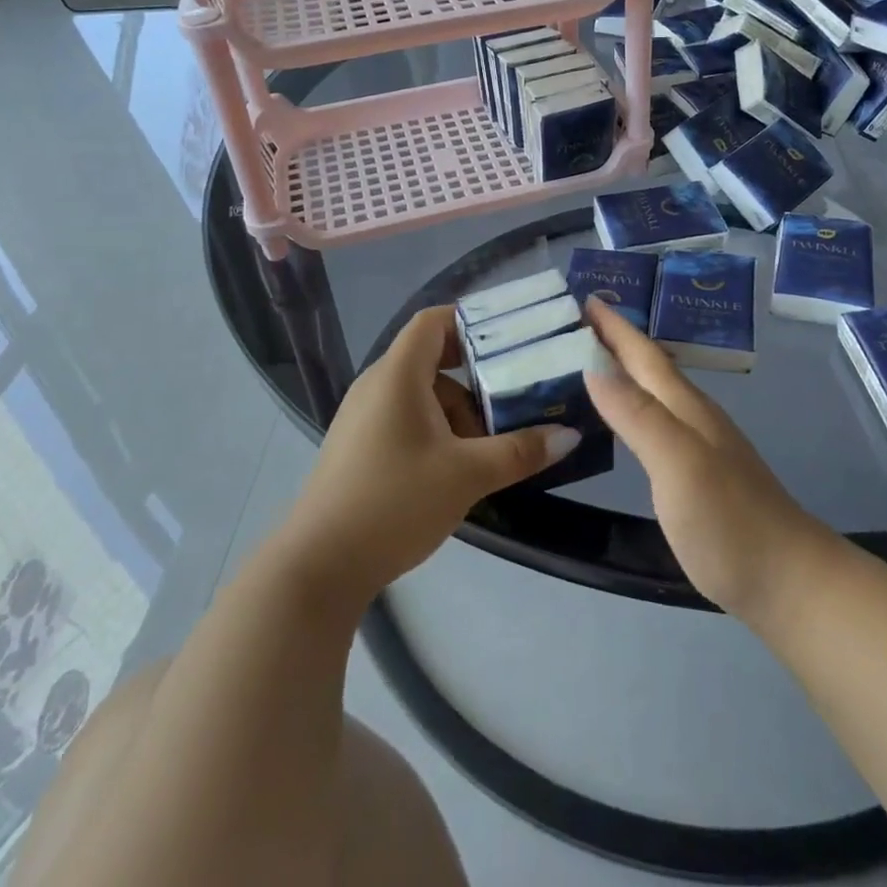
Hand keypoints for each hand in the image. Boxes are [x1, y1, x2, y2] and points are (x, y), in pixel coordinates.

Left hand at [282, 306, 582, 605]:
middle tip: (514, 394)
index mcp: (398, 374)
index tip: (509, 338)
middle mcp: (377, 385)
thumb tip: (569, 436)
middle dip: (475, 376)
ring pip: (421, 394)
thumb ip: (519, 451)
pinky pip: (405, 418)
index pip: (433, 321)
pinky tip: (457, 467)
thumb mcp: (467, 475)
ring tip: (490, 446)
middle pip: (432, 359)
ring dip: (458, 411)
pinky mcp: (358, 446)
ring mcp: (363, 417)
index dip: (470, 320)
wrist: (318, 566)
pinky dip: (436, 430)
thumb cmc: (394, 502)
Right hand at [583, 298, 827, 621]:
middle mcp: (692, 416)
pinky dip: (632, 405)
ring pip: (653, 391)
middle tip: (575, 322)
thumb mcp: (678, 463)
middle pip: (649, 367)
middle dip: (614, 340)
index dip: (614, 327)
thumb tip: (593, 366)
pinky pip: (655, 420)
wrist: (788, 581)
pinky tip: (622, 418)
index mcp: (685, 407)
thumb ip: (638, 415)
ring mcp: (699, 444)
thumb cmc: (729, 520)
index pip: (643, 354)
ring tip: (589, 360)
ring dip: (623, 369)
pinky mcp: (698, 473)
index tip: (584, 297)